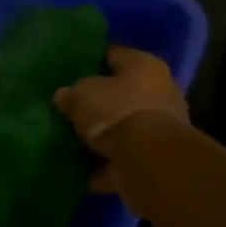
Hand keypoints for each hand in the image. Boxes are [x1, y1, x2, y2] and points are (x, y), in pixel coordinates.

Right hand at [54, 47, 190, 205]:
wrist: (150, 161)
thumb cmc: (116, 112)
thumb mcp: (81, 95)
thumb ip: (71, 94)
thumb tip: (64, 96)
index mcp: (144, 65)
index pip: (114, 55)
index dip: (92, 62)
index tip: (71, 73)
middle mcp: (160, 91)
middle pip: (123, 93)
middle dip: (100, 102)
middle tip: (72, 109)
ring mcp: (161, 128)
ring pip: (125, 128)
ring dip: (105, 138)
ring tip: (75, 142)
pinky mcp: (157, 159)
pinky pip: (125, 159)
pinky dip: (108, 166)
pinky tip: (83, 172)